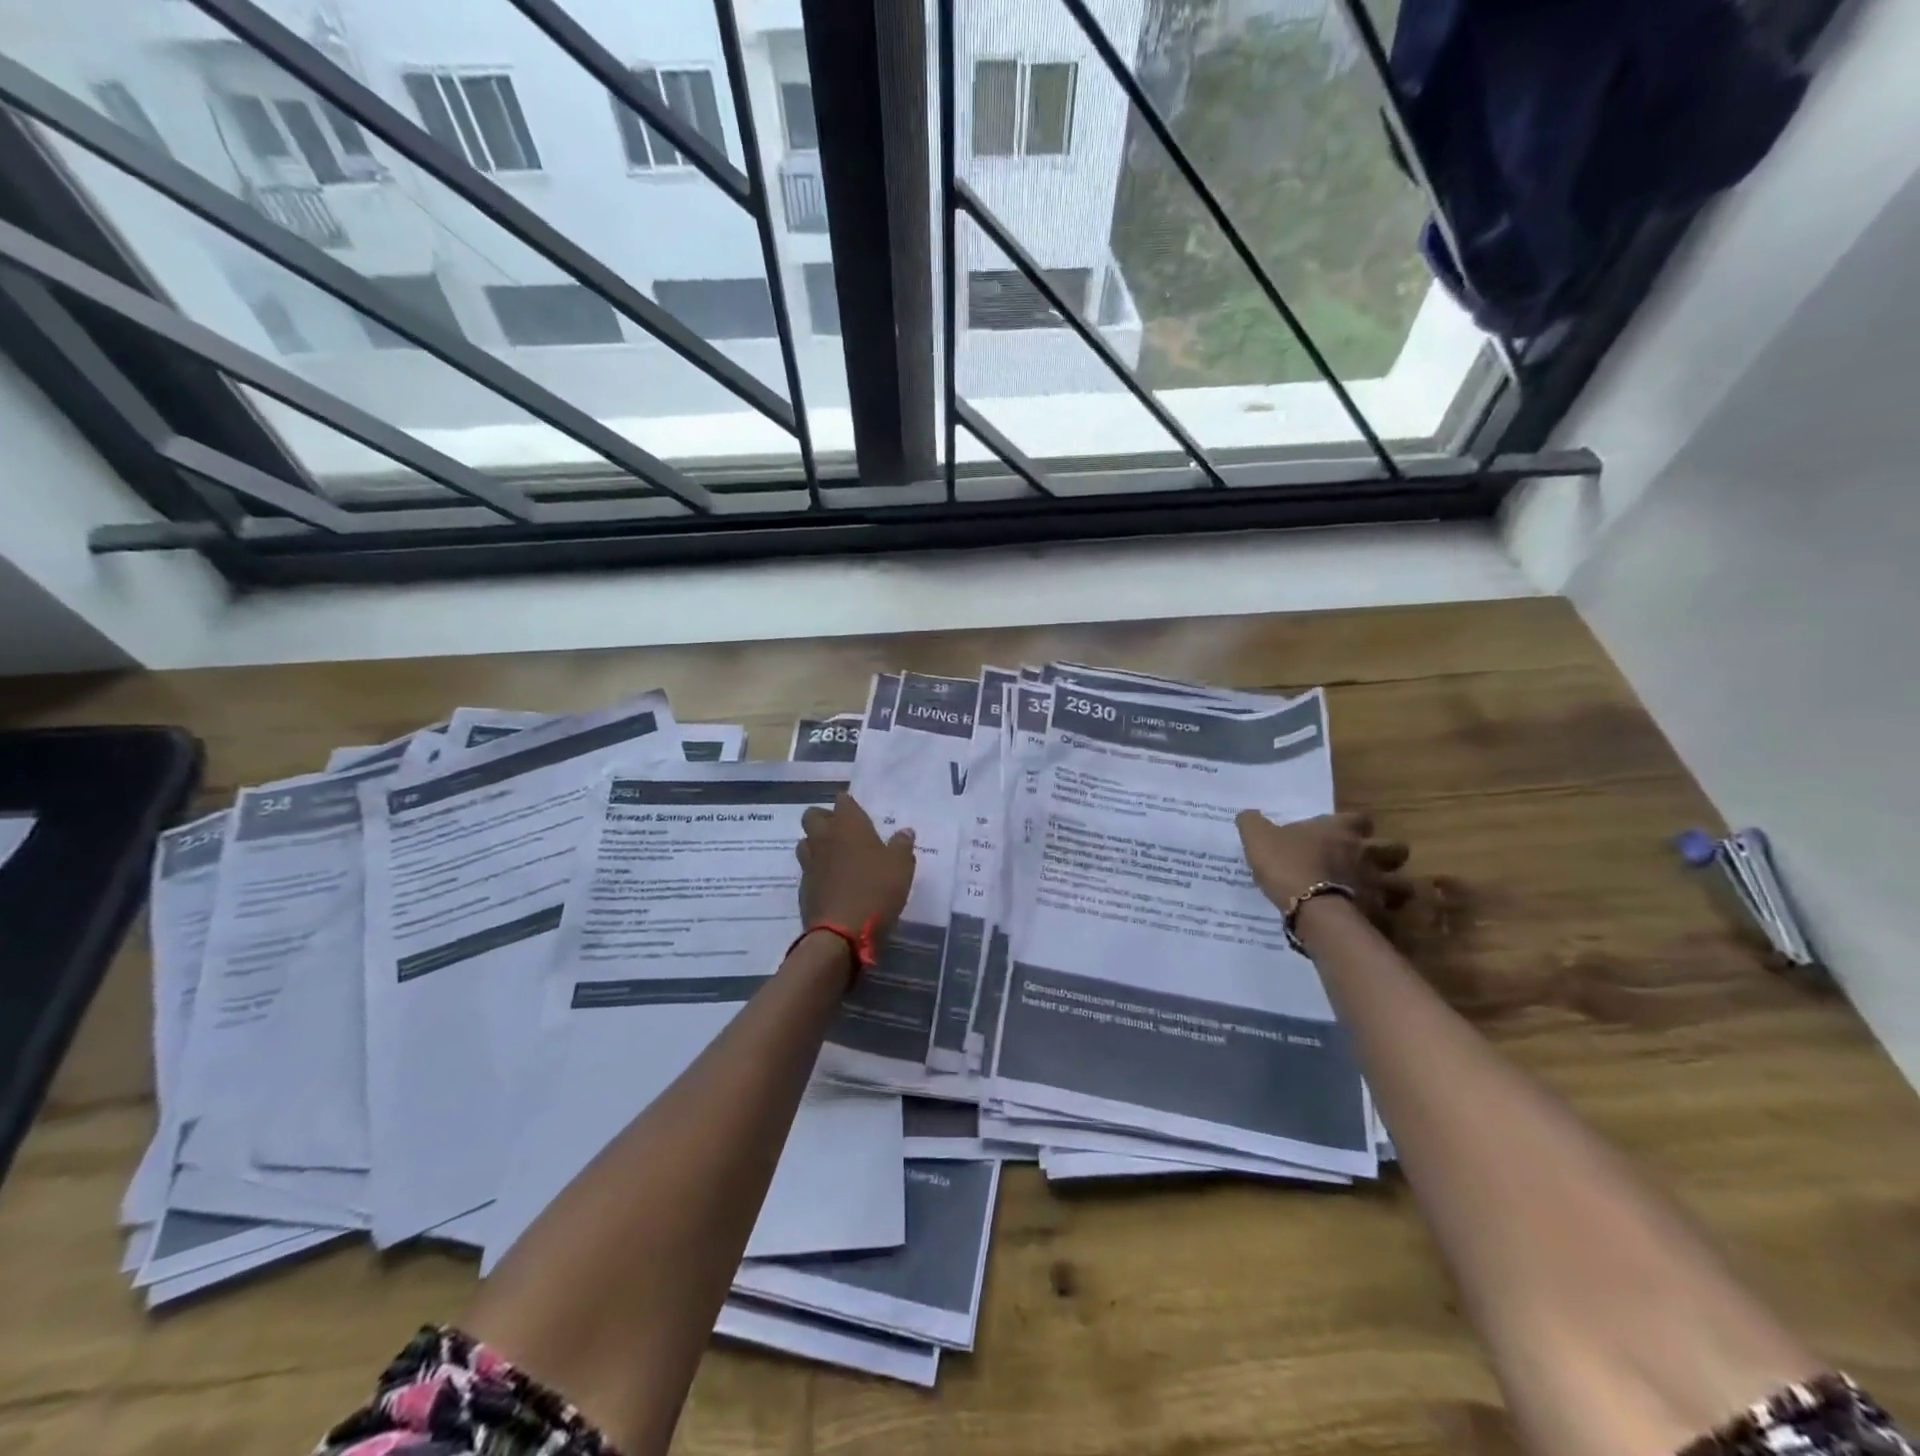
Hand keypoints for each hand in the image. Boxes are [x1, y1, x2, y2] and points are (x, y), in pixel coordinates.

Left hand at [796, 793, 916, 946]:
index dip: (850, 805)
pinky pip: (806, 870)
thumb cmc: (876, 891)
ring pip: (805, 842)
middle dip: (825, 819)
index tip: (860, 814)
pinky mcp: (803, 887)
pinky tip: (832, 883)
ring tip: (835, 857)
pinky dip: (817, 871)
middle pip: (813, 815)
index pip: (843, 800)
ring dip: (816, 844)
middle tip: (844, 833)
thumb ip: (902, 845)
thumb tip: (905, 831)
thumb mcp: (901, 867)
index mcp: (848, 826)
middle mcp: (824, 838)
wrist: (841, 933)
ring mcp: (809, 863)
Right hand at [1236, 810, 1411, 923]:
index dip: (1357, 824)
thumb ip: (1253, 823)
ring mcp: (1376, 884)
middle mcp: (1364, 853)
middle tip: (1371, 863)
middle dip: (1389, 855)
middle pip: (1395, 849)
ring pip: (1402, 885)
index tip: (1348, 831)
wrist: (1310, 907)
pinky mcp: (1379, 914)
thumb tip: (1247, 813)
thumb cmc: (1287, 864)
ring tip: (1379, 895)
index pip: (1361, 818)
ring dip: (1394, 888)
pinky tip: (1371, 921)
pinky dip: (1385, 918)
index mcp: (1339, 830)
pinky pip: (1390, 915)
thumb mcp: (1258, 838)